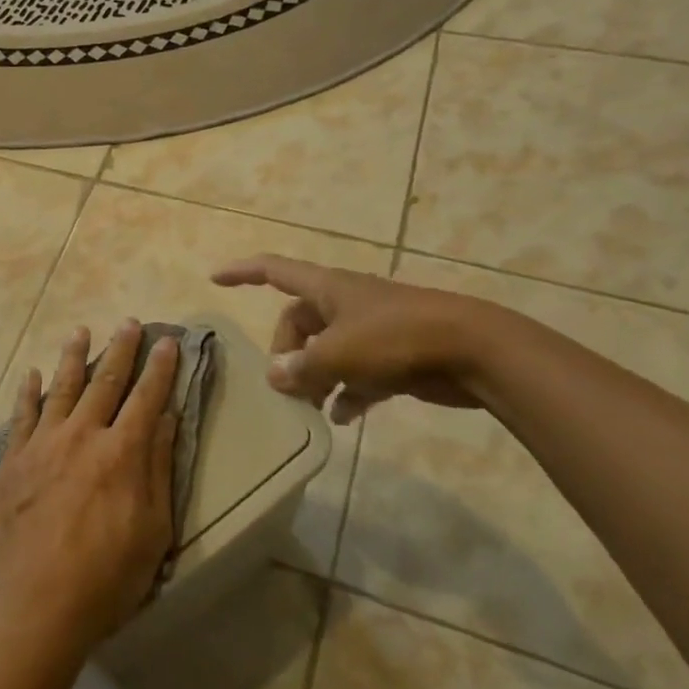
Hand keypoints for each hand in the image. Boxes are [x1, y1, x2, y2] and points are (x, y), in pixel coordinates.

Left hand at [0, 321, 180, 663]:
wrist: (36, 607)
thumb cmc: (106, 578)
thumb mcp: (153, 531)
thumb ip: (158, 468)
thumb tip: (166, 417)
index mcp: (121, 453)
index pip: (146, 397)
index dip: (160, 367)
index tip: (168, 340)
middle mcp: (82, 435)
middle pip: (105, 381)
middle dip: (120, 349)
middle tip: (129, 323)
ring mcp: (43, 444)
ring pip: (61, 387)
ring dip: (73, 357)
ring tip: (81, 331)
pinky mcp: (13, 460)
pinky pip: (21, 415)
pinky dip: (27, 391)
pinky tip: (30, 373)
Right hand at [212, 255, 485, 419]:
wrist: (473, 350)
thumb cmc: (397, 339)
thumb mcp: (339, 353)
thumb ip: (302, 366)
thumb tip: (276, 375)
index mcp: (328, 288)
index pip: (274, 270)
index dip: (242, 271)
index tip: (215, 278)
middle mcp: (345, 304)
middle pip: (299, 321)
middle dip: (287, 352)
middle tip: (285, 385)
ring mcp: (372, 329)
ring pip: (328, 350)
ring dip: (314, 376)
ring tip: (307, 407)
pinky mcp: (395, 356)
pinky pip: (358, 373)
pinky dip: (346, 392)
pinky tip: (341, 418)